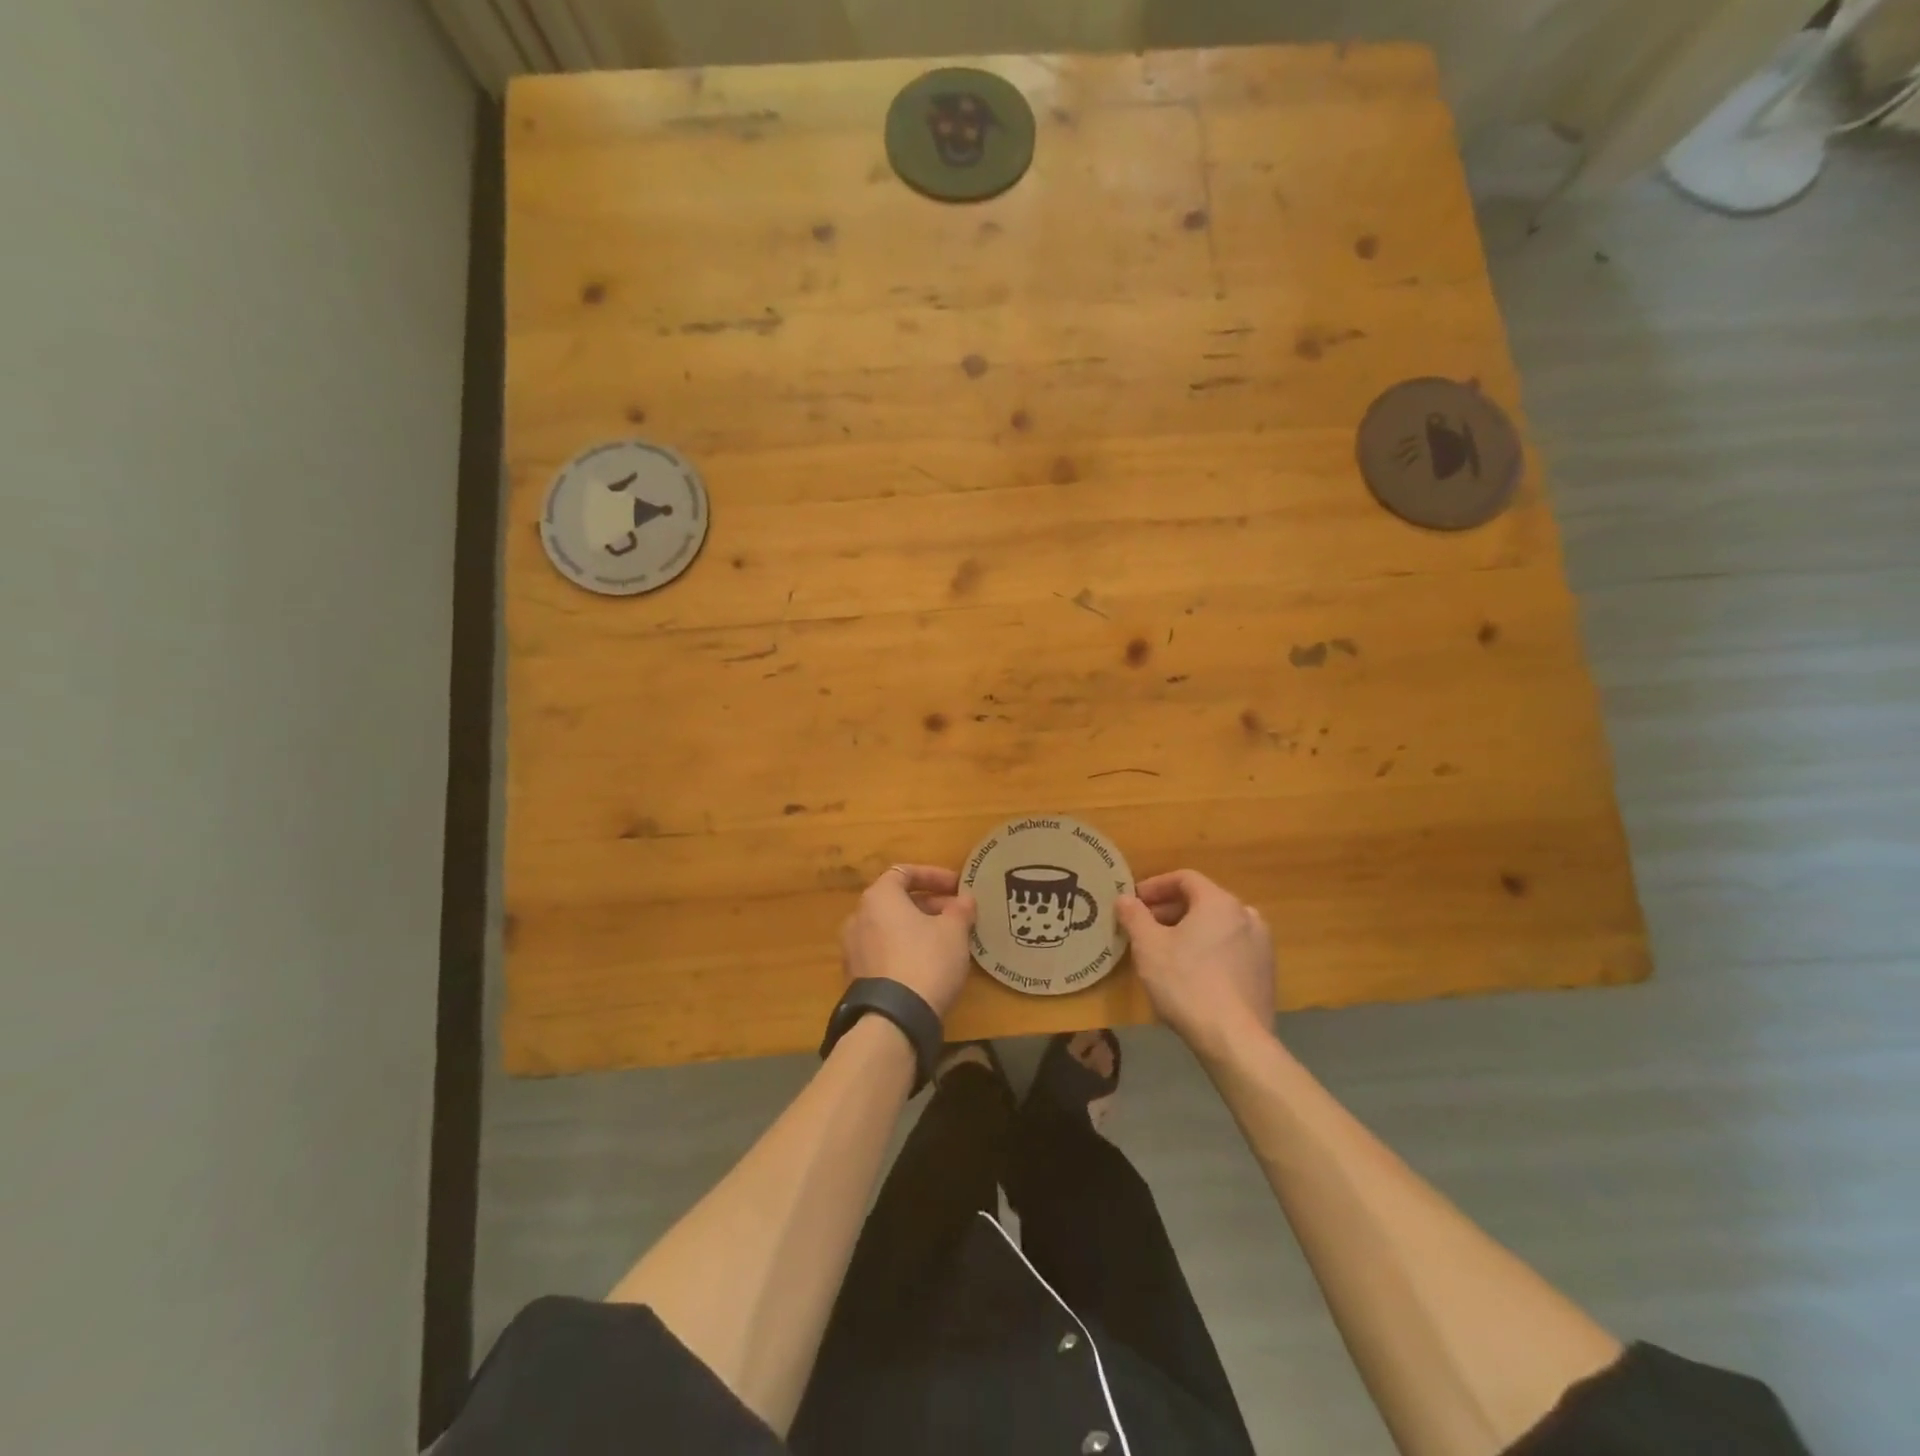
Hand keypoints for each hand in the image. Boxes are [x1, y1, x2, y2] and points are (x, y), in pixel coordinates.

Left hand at [840, 865, 977, 1019]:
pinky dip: (904, 948)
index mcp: (879, 897)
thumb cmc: (926, 960)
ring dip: (917, 927)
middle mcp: (858, 917)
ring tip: (946, 940)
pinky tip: (928, 964)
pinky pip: (883, 951)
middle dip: (929, 904)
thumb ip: (960, 910)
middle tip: (957, 915)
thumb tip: (965, 900)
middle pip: (897, 900)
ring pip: (890, 927)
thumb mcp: (954, 931)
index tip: (957, 887)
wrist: (894, 1018)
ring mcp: (853, 948)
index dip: (934, 876)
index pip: (904, 872)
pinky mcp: (856, 976)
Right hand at [1116, 869, 1275, 1055]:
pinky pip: (1231, 948)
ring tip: (1165, 950)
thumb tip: (1125, 899)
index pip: (1185, 878)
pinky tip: (1191, 973)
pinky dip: (1209, 949)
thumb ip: (1134, 916)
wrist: (1235, 1040)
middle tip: (1144, 926)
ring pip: (1218, 926)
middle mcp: (1246, 915)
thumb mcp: (1148, 946)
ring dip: (1189, 930)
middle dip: (1170, 910)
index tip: (1134, 901)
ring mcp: (1261, 946)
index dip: (1155, 886)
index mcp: (1219, 902)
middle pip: (1202, 901)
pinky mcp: (1266, 974)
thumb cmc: (1187, 983)